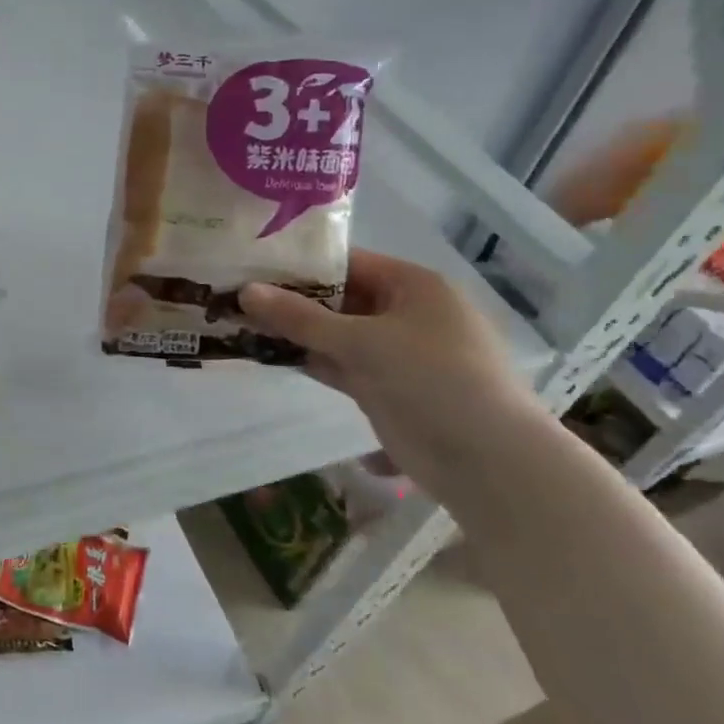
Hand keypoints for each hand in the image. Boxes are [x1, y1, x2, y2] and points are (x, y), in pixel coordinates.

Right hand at [240, 251, 543, 495]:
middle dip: (291, 301)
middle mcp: (404, 313)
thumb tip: (244, 292)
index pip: (346, 262)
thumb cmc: (432, 380)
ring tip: (240, 323)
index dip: (299, 264)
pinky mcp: (385, 388)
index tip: (250, 264)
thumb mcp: (362, 342)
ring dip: (295, 333)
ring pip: (335, 335)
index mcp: (412, 286)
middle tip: (235, 296)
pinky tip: (269, 356)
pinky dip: (310, 361)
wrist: (488, 461)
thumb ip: (301, 318)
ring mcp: (395, 353)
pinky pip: (339, 365)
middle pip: (338, 299)